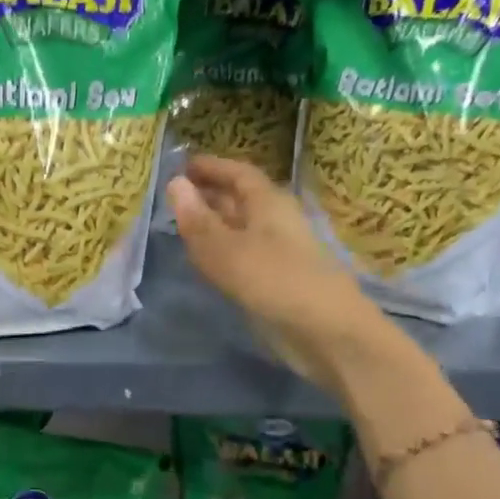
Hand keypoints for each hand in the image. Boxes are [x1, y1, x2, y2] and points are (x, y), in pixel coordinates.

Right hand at [167, 155, 390, 393]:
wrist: (325, 333)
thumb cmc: (274, 280)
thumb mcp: (225, 249)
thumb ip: (197, 219)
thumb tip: (175, 182)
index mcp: (268, 202)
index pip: (238, 173)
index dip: (211, 167)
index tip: (182, 165)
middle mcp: (274, 221)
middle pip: (239, 199)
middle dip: (209, 194)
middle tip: (174, 196)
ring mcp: (276, 252)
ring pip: (239, 229)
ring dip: (213, 224)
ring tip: (180, 225)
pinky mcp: (274, 280)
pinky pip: (241, 255)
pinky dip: (220, 251)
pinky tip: (202, 260)